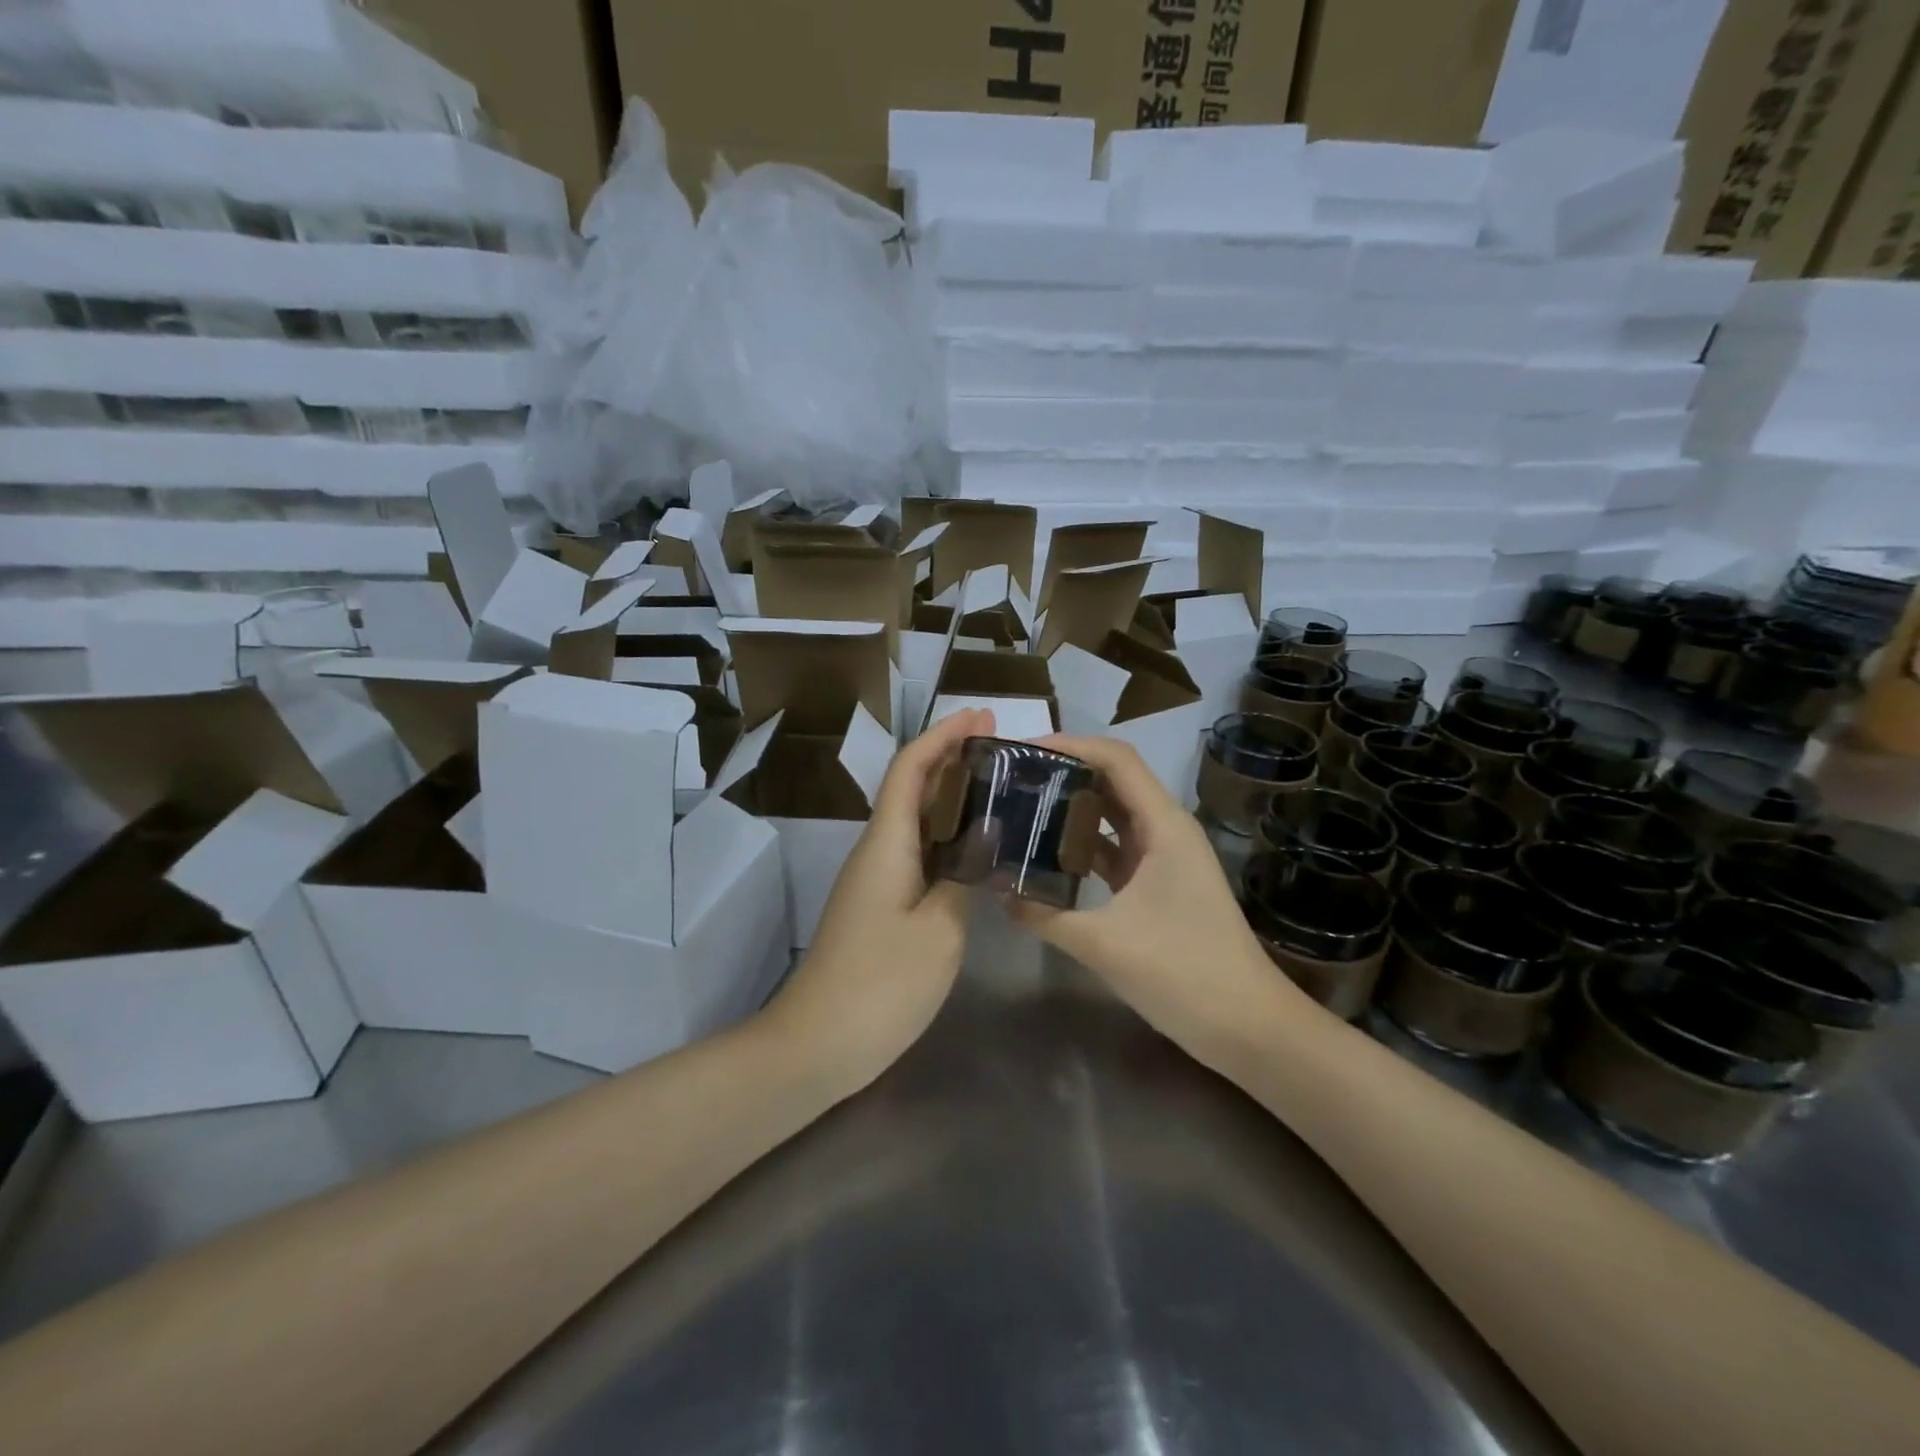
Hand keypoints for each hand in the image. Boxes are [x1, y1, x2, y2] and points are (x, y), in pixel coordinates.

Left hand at [758, 707, 993, 1095]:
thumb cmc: (879, 985)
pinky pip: (916, 854)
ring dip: (951, 797)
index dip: (944, 736)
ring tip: (1001, 789)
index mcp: (886, 844)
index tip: (983, 716)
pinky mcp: (879, 907)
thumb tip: (985, 838)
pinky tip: (977, 850)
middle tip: (1005, 748)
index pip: (911, 769)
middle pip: (911, 787)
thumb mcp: (938, 931)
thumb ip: (964, 878)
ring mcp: (875, 881)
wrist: (816, 1045)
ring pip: (915, 821)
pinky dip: (947, 837)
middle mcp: (876, 851)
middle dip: (952, 758)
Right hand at [1007, 735, 1315, 1063]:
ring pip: (1113, 816)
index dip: (1070, 745)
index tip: (1022, 751)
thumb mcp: (1105, 944)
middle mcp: (1165, 830)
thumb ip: (1046, 914)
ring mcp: (1164, 858)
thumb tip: (999, 893)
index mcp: (1163, 826)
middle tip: (1012, 777)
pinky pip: (1115, 850)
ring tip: (1021, 808)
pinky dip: (1083, 847)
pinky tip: (1047, 857)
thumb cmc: (1184, 972)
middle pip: (1113, 780)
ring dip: (1073, 809)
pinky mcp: (1159, 885)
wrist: (1247, 1026)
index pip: (1116, 760)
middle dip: (1065, 772)